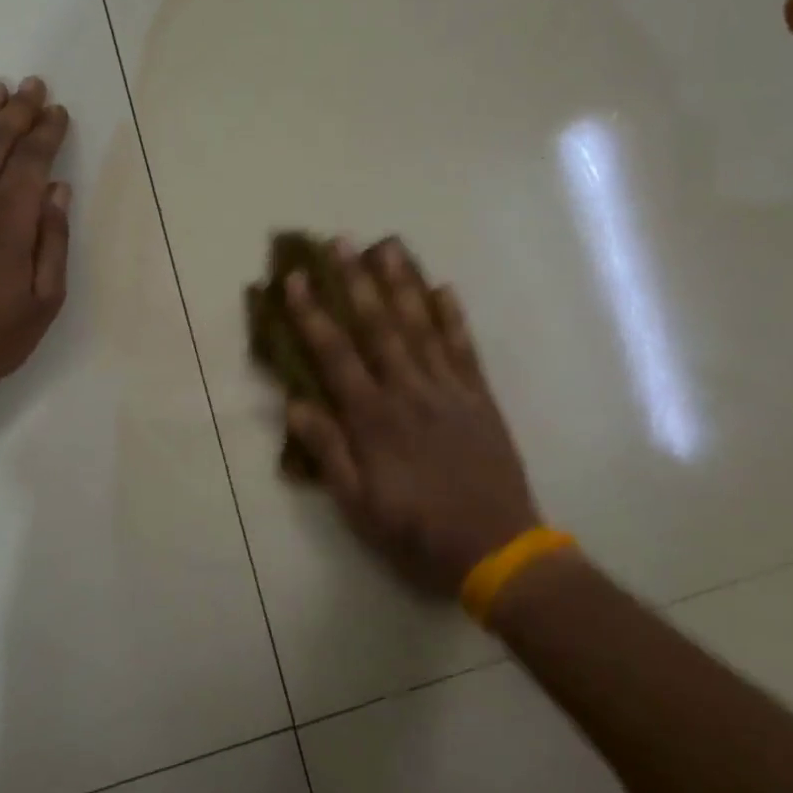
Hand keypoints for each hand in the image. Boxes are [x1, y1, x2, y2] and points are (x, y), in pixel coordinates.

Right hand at [283, 238, 541, 596]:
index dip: (312, 313)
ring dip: (402, 284)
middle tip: (340, 242)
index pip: (335, 353)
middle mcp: (408, 391)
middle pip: (378, 326)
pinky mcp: (479, 397)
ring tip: (388, 247)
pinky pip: (464, 348)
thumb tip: (294, 404)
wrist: (497, 550)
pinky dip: (453, 316)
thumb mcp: (357, 504)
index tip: (295, 279)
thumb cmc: (416, 530)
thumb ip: (328, 451)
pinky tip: (443, 288)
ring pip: (421, 326)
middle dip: (356, 282)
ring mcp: (448, 390)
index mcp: (373, 418)